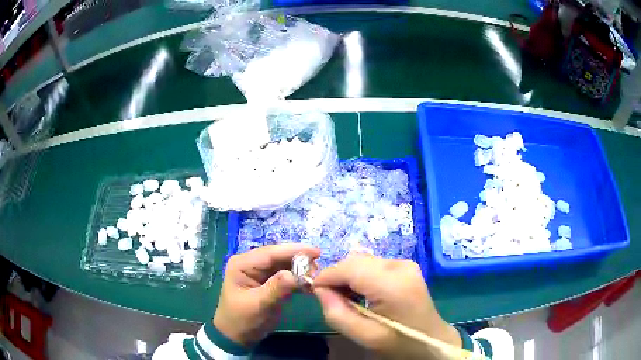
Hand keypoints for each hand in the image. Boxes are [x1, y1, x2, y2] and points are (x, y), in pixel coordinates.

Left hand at [213, 244, 319, 346]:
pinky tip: (308, 283)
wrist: (236, 336)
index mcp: (242, 264)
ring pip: (283, 264)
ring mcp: (259, 272)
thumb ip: (276, 289)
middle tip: (319, 266)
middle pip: (278, 256)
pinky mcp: (267, 281)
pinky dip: (297, 277)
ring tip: (316, 275)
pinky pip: (285, 274)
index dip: (294, 250)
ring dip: (300, 268)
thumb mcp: (258, 305)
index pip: (270, 252)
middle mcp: (250, 263)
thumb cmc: (242, 320)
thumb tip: (296, 274)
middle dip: (299, 259)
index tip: (317, 252)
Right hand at [313, 254, 460, 358]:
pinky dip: (361, 275)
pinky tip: (363, 294)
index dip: (327, 276)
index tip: (314, 292)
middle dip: (337, 276)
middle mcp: (400, 266)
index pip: (349, 267)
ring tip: (348, 299)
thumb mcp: (364, 336)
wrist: (431, 340)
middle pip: (355, 260)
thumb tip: (320, 290)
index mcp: (392, 284)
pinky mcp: (406, 266)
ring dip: (349, 276)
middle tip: (332, 299)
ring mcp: (405, 263)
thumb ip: (336, 313)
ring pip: (363, 260)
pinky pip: (373, 264)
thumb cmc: (399, 343)